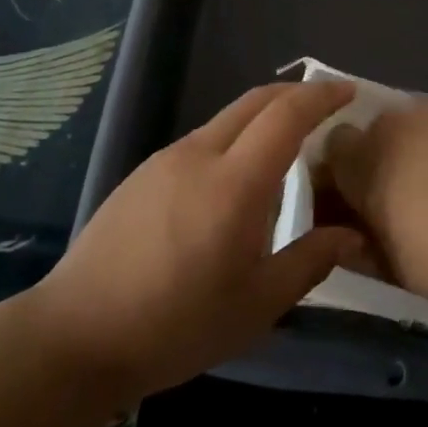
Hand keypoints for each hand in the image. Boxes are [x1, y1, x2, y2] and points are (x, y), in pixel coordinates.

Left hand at [30, 80, 363, 406]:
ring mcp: (166, 160)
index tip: (349, 91)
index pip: (286, 115)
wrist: (77, 334)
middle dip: (295, 94)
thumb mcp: (256, 305)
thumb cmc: (176, 325)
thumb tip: (351, 235)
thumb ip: (309, 261)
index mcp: (234, 183)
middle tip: (326, 107)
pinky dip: (234, 139)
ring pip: (226, 119)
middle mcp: (200, 154)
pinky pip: (202, 140)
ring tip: (285, 149)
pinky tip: (234, 181)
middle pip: (255, 101)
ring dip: (262, 118)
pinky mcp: (143, 173)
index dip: (321, 96)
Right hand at [320, 87, 427, 310]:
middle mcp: (393, 122)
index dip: (354, 165)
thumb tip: (345, 236)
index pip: (338, 145)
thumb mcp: (393, 269)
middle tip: (426, 188)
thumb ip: (362, 245)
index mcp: (361, 161)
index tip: (371, 190)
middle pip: (386, 128)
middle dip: (399, 151)